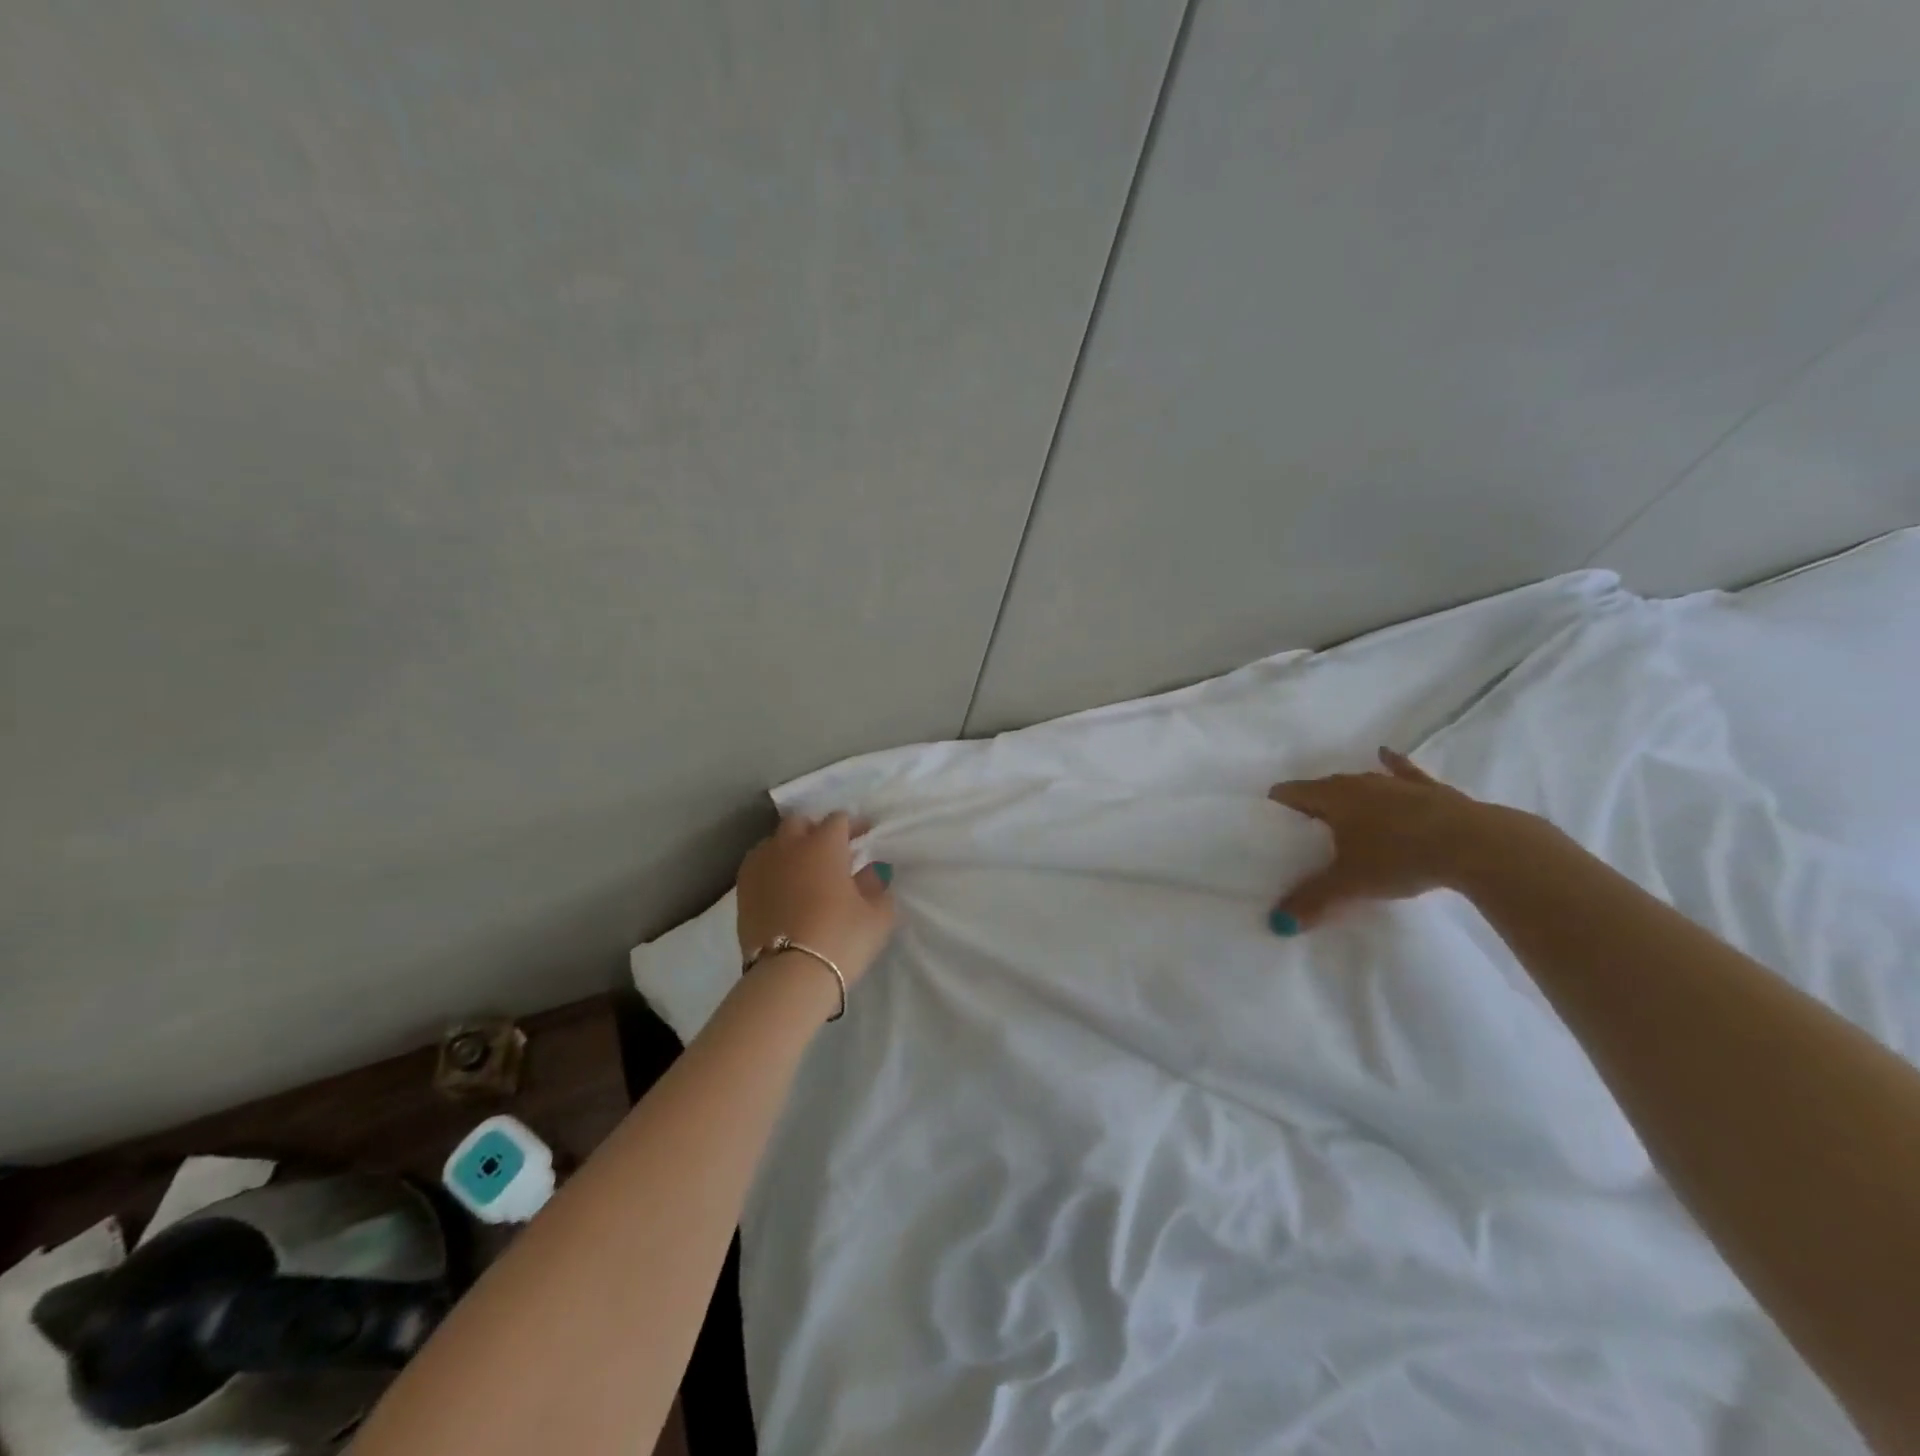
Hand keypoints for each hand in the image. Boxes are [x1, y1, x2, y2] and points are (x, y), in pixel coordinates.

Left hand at [736, 812, 895, 987]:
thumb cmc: (840, 939)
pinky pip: (757, 866)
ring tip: (802, 868)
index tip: (864, 837)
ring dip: (789, 847)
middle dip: (816, 830)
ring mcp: (760, 867)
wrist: (789, 976)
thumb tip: (871, 873)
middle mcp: (788, 846)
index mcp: (824, 844)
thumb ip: (877, 887)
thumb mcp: (877, 916)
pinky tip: (781, 887)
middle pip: (800, 823)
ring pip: (774, 842)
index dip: (853, 826)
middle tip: (831, 850)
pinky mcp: (742, 891)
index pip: (839, 820)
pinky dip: (771, 869)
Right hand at [1266, 747, 1527, 930]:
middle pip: (1323, 788)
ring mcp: (1395, 783)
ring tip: (1338, 807)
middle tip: (1303, 828)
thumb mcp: (1350, 883)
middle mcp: (1358, 782)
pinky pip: (1403, 772)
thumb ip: (1311, 900)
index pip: (1291, 793)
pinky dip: (1393, 765)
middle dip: (1311, 804)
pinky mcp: (1429, 790)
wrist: (1474, 846)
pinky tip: (1386, 755)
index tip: (1269, 821)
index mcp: (1332, 797)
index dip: (1277, 805)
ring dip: (1348, 794)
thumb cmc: (1399, 857)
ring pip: (1361, 782)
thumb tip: (1275, 922)